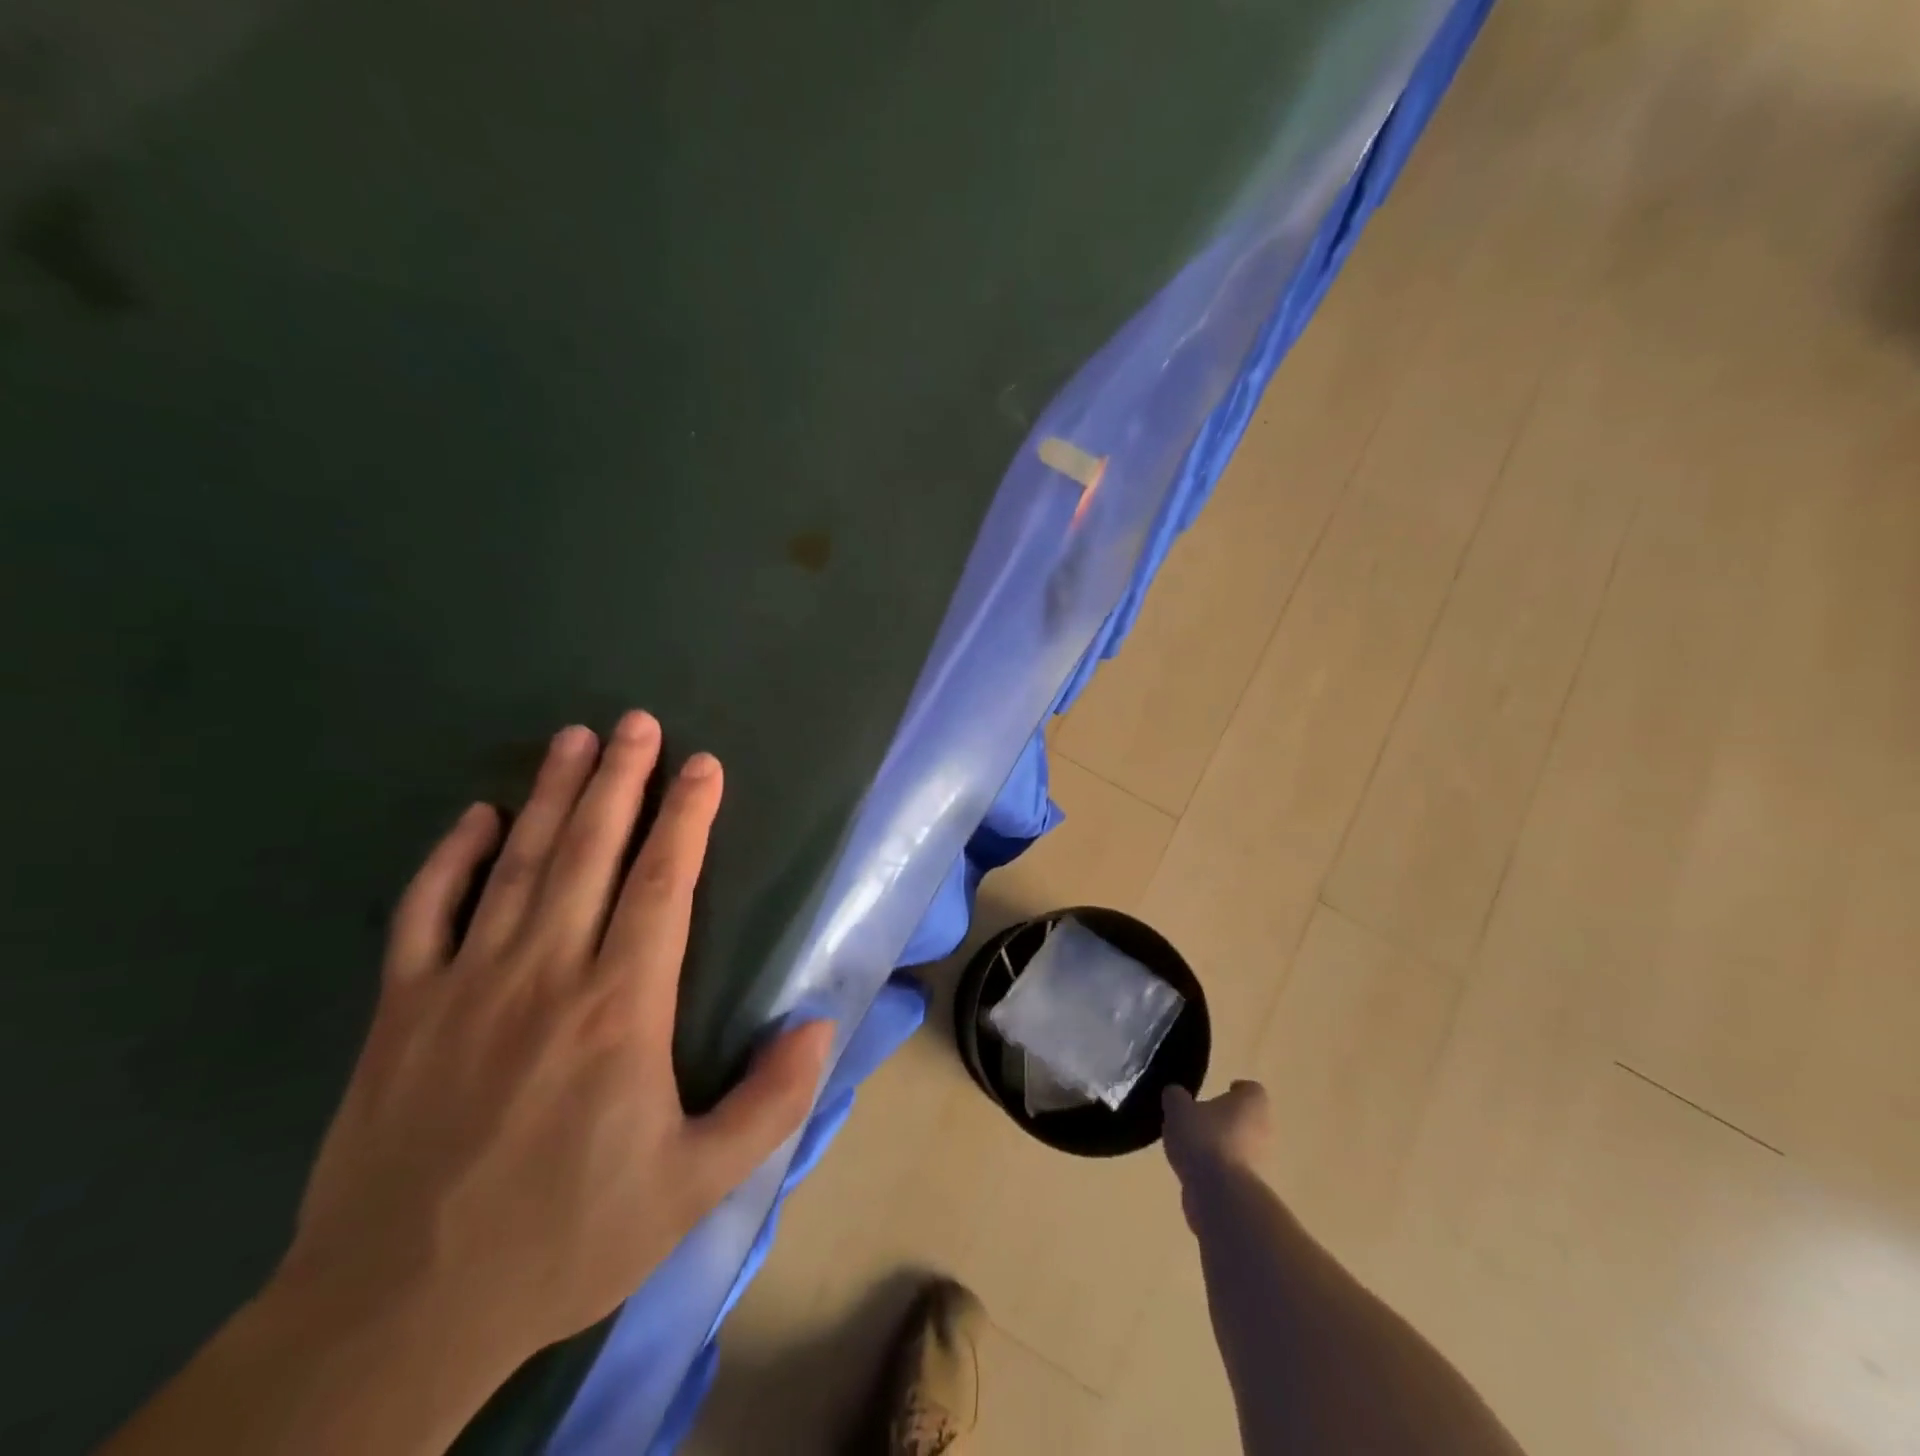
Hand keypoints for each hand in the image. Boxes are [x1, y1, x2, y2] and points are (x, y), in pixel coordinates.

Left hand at [281, 711, 833, 1364]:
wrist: (397, 1312)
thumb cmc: (566, 1236)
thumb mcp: (696, 1185)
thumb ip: (770, 1102)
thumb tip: (821, 1027)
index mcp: (620, 1008)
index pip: (662, 884)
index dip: (687, 817)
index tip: (703, 765)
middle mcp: (546, 973)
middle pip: (590, 851)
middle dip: (620, 779)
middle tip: (636, 721)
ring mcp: (465, 983)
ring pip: (517, 864)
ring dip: (550, 795)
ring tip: (573, 739)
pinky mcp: (400, 1009)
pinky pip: (425, 912)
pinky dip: (450, 858)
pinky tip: (475, 817)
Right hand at [1162, 1081, 1272, 1203]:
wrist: (1221, 1196)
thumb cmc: (1204, 1139)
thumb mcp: (1177, 1108)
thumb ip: (1175, 1097)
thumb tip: (1176, 1095)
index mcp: (1252, 1103)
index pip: (1250, 1090)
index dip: (1236, 1090)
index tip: (1221, 1091)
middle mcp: (1265, 1130)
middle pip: (1248, 1119)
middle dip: (1228, 1120)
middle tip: (1201, 1119)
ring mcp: (1263, 1163)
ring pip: (1242, 1147)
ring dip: (1223, 1146)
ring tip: (1193, 1148)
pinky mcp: (1253, 1190)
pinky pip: (1234, 1172)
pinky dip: (1219, 1170)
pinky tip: (1196, 1171)